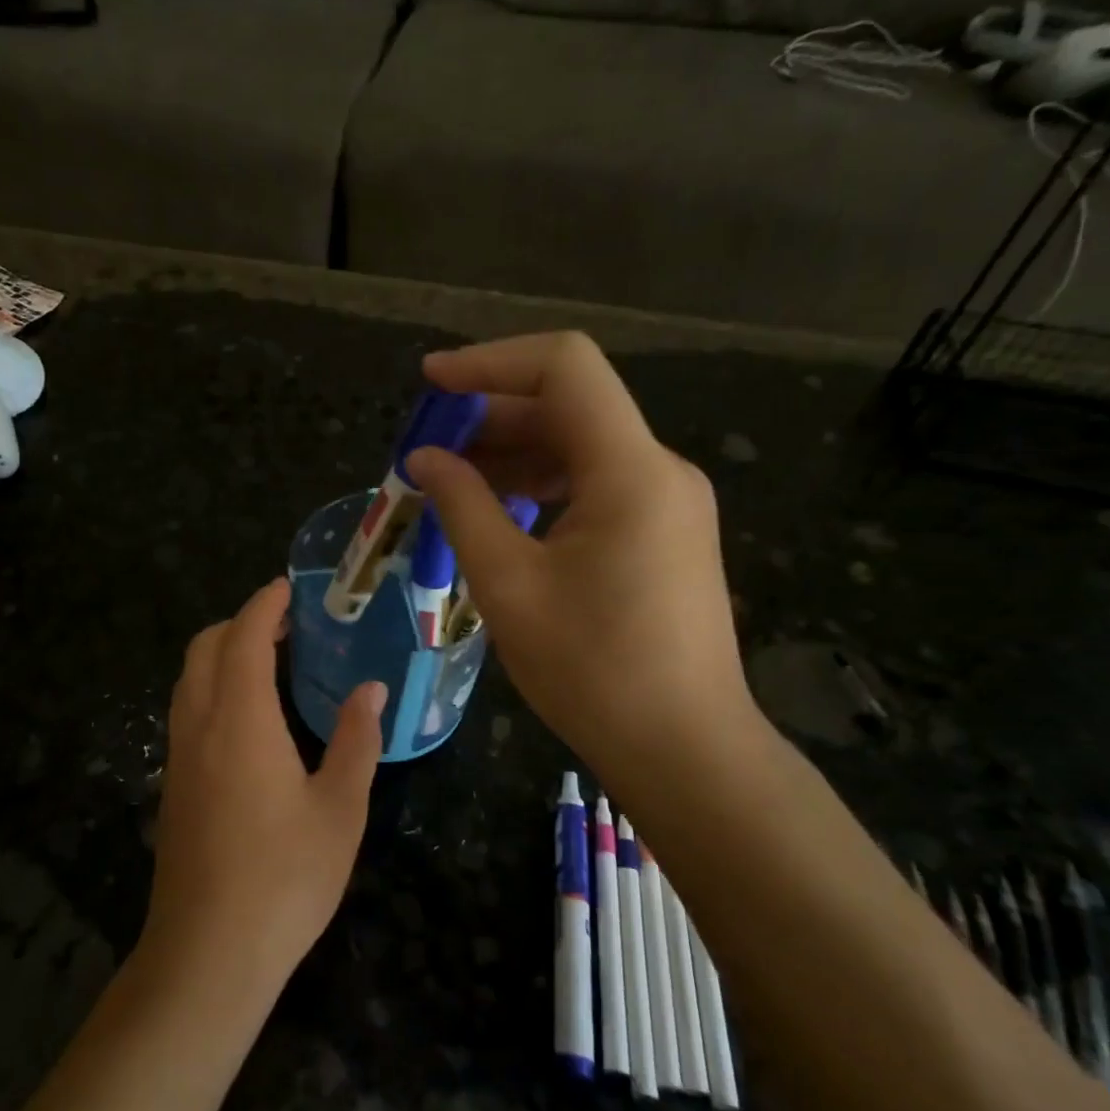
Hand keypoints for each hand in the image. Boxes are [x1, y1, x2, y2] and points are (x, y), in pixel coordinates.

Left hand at [142, 579, 385, 1002]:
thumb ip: (356, 741)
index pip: (243, 638)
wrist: (208, 953)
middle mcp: (199, 726)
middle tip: (286, 628)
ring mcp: (179, 757)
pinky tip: (250, 720)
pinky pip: (187, 711)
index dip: (264, 606)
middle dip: (239, 623)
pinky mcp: (173, 785)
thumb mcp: (340, 809)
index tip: (288, 589)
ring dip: (222, 655)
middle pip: (204, 648)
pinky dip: (213, 688)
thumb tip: (370, 689)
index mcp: (240, 720)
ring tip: (270, 665)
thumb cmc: (284, 879)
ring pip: (189, 680)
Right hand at [405, 332, 757, 773]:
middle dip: (492, 414)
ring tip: (451, 481)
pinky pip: (596, 484)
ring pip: (582, 446)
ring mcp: (668, 502)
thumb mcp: (508, 585)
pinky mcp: (665, 533)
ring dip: (513, 452)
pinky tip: (500, 512)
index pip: (564, 367)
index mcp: (629, 470)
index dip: (491, 361)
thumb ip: (462, 506)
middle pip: (570, 405)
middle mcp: (659, 469)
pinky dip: (542, 485)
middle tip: (428, 446)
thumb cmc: (592, 670)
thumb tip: (425, 457)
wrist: (684, 748)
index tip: (431, 383)